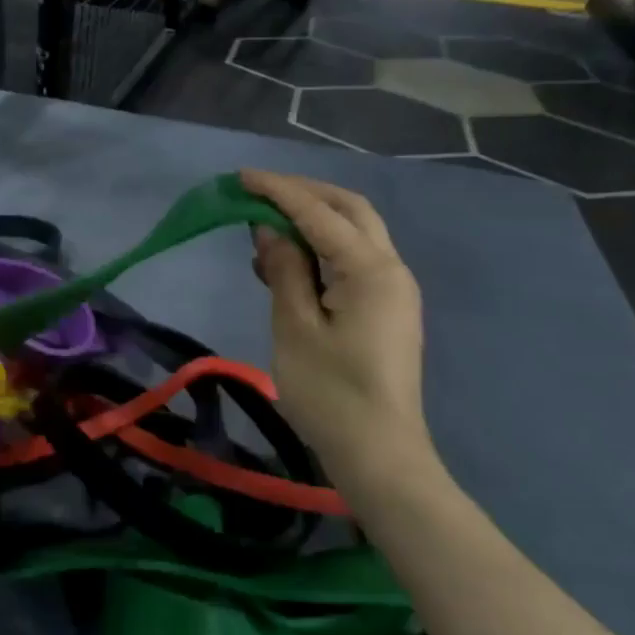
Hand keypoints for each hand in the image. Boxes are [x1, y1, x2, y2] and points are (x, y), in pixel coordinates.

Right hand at [241, 170, 437, 488]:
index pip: (318, 212)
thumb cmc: (331, 394)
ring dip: (313, 220)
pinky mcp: (387, 310)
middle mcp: (391, 269)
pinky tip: (288, 263)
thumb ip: (284, 270)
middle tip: (259, 194)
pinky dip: (322, 249)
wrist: (380, 457)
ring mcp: (394, 290)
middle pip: (349, 210)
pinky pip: (354, 261)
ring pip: (355, 233)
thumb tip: (270, 230)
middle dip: (304, 194)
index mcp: (370, 269)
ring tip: (265, 227)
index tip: (240, 177)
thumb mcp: (295, 328)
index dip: (278, 190)